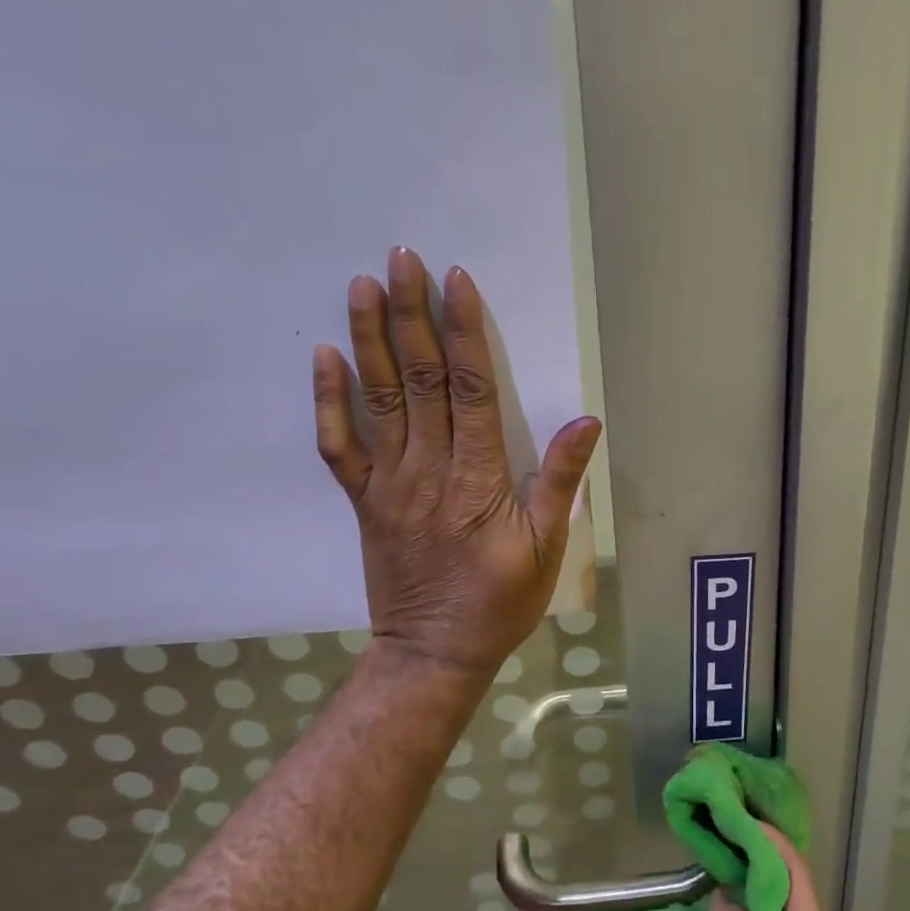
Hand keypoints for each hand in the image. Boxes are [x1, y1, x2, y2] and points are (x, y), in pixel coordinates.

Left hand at [311, 246, 600, 682]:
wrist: (434, 652)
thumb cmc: (500, 600)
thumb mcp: (547, 546)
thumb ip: (559, 481)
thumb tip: (585, 421)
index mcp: (477, 477)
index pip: (471, 388)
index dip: (465, 331)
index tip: (455, 282)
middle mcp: (428, 469)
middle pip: (420, 379)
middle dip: (411, 314)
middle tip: (402, 259)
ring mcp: (389, 484)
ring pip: (378, 400)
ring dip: (369, 339)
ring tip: (362, 286)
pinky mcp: (364, 501)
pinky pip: (340, 446)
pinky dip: (329, 401)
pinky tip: (324, 357)